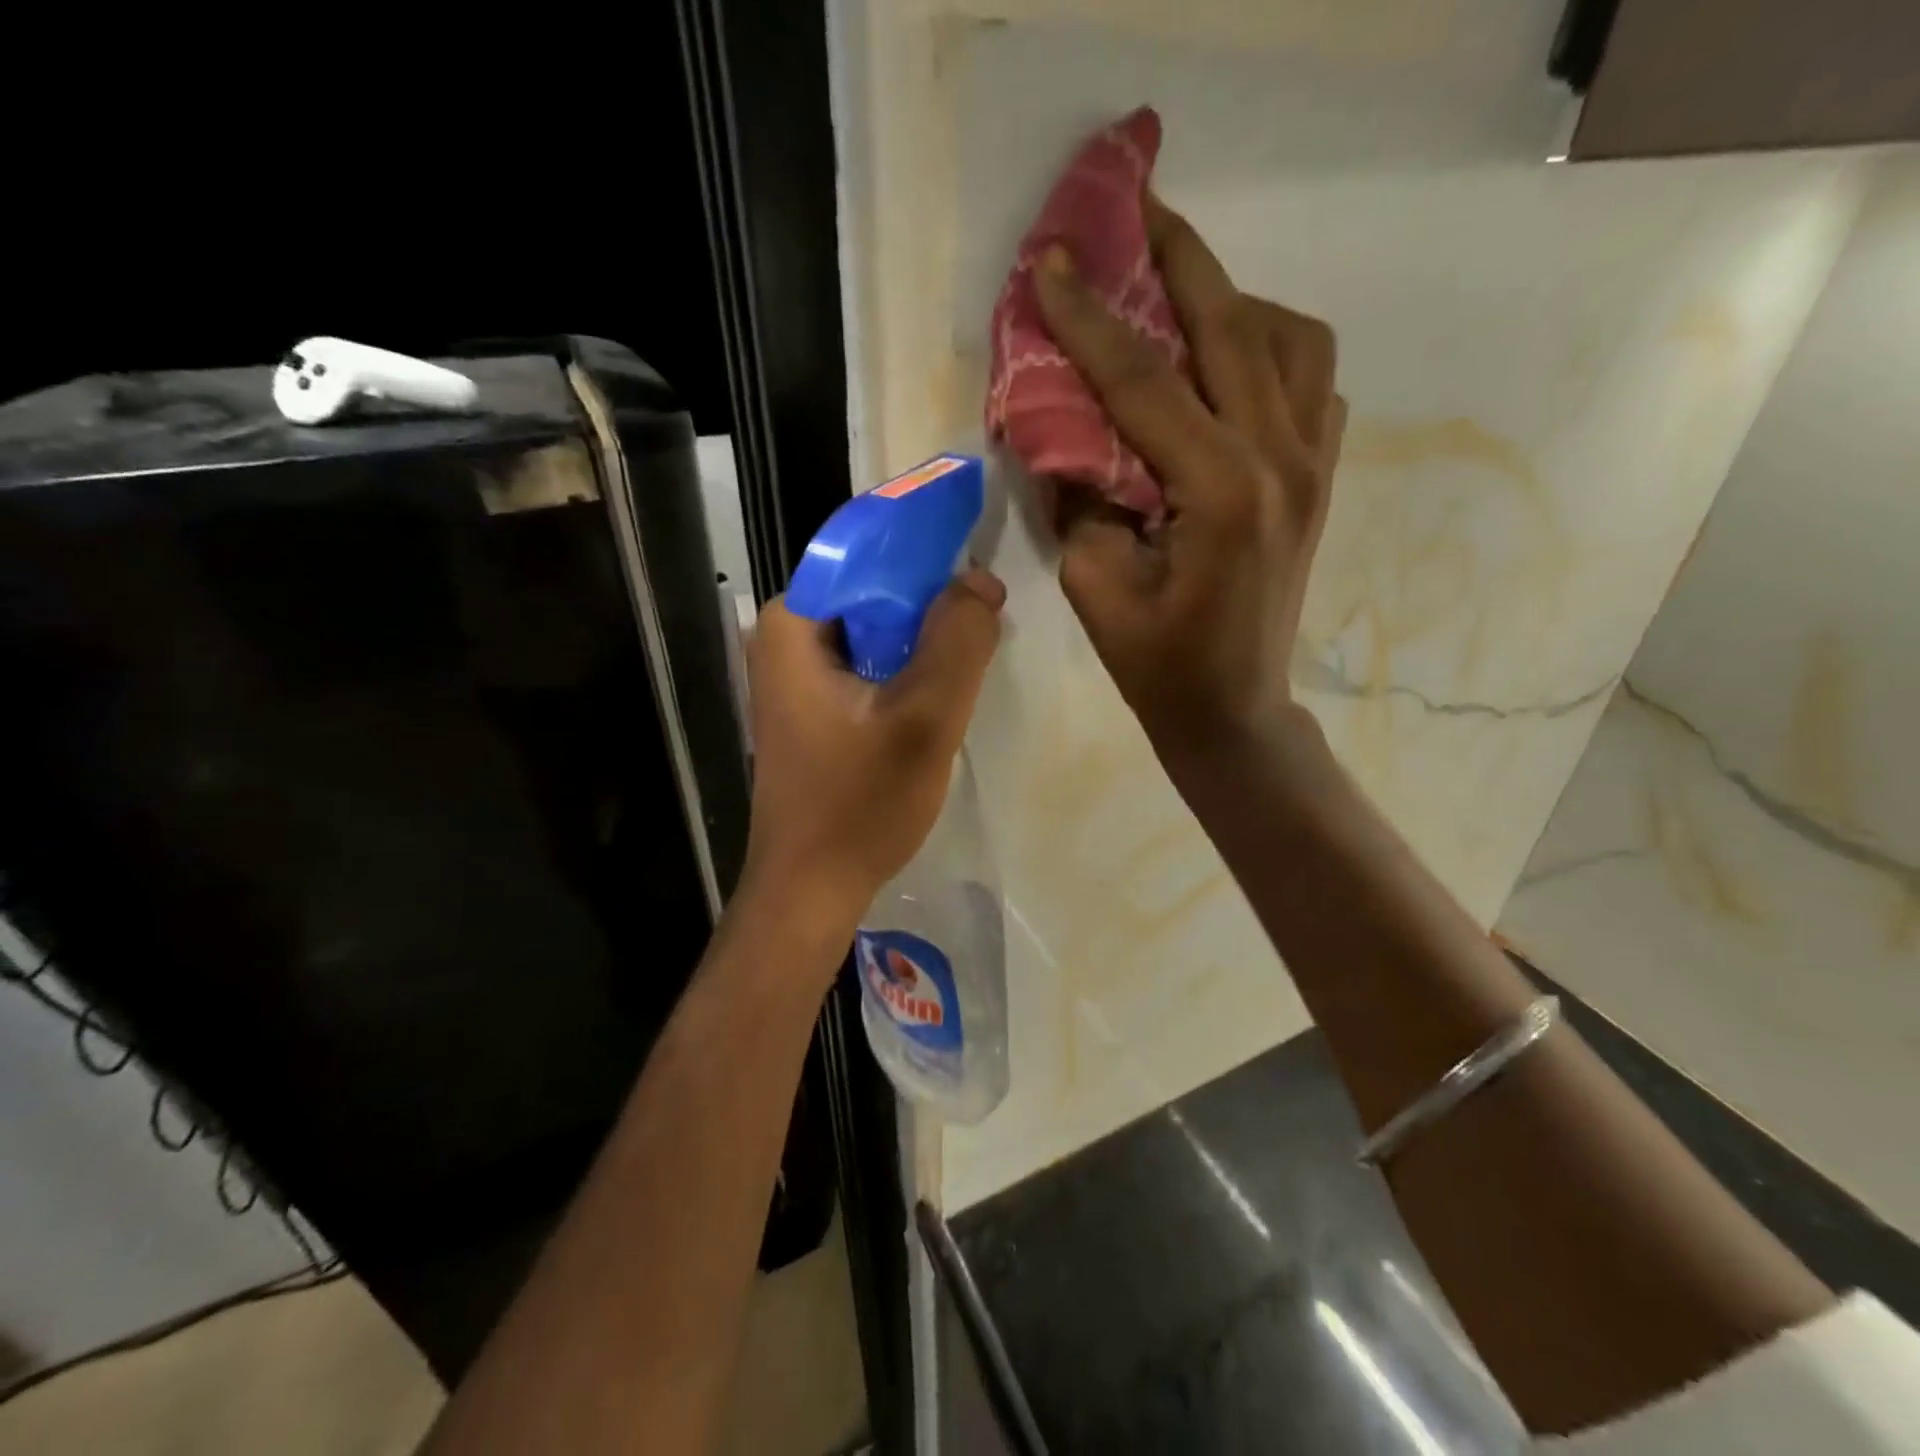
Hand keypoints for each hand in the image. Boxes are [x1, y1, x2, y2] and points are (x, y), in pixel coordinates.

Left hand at [742, 568, 1005, 918]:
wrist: (811, 887)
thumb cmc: (860, 804)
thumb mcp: (925, 718)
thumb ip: (959, 640)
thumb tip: (981, 580)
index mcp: (793, 622)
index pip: (865, 548)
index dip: (925, 545)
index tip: (978, 555)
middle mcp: (785, 636)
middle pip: (872, 589)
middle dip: (930, 598)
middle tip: (986, 617)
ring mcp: (794, 672)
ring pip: (875, 627)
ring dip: (923, 636)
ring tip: (973, 651)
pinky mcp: (811, 704)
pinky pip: (868, 661)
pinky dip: (905, 666)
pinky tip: (940, 690)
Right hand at [1034, 197, 1345, 762]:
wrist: (1235, 708)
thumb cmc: (1159, 665)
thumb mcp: (1096, 586)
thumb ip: (1083, 498)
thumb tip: (1073, 434)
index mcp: (1222, 493)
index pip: (1146, 382)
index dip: (1090, 320)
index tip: (1050, 261)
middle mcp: (1282, 459)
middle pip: (1232, 327)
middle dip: (1177, 260)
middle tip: (1134, 209)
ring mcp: (1315, 463)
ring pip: (1290, 338)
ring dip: (1232, 301)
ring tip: (1179, 300)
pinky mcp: (1322, 476)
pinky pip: (1311, 380)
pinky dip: (1271, 349)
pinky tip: (1227, 366)